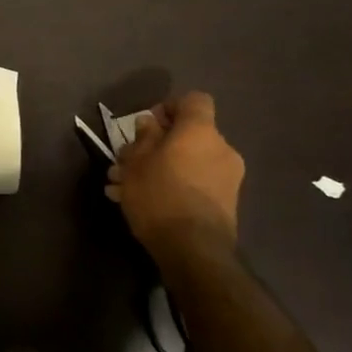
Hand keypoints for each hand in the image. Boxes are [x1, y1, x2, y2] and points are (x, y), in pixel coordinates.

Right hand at [106, 91, 244, 270]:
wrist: (193, 250)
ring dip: (158, 168)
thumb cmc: (159, 194)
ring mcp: (227, 178)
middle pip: (187, 135)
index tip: (148, 124)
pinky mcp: (225, 203)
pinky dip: (171, 186)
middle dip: (155, 145)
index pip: (194, 100)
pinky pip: (194, 183)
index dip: (170, 106)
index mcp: (200, 131)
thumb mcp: (137, 162)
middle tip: (125, 162)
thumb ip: (143, 137)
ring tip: (123, 187)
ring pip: (186, 162)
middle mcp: (221, 149)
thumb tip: (149, 123)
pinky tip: (141, 203)